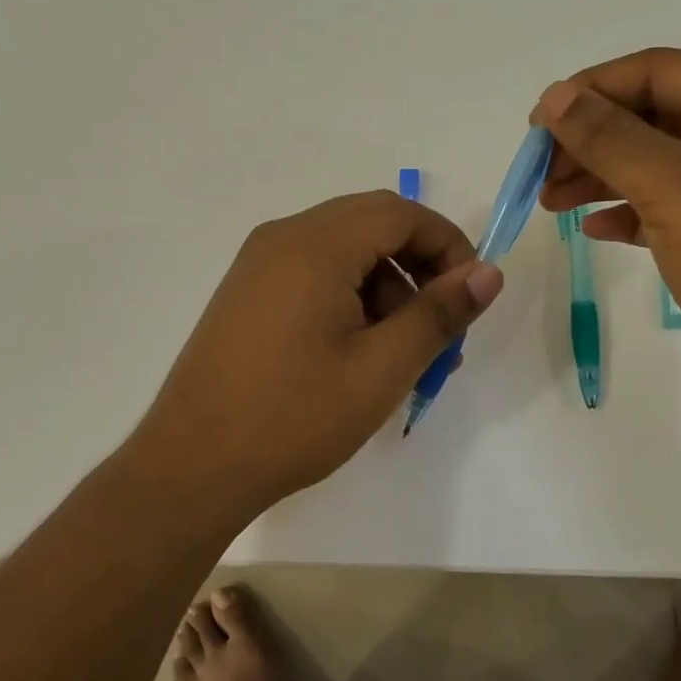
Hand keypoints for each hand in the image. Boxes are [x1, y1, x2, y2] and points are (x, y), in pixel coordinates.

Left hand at [122, 191, 504, 516]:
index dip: (448, 245)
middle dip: (419, 265)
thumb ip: (438, 314)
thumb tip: (488, 273)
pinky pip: (313, 272)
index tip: (470, 296)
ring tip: (405, 351)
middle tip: (442, 325)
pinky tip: (359, 351)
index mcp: (315, 245)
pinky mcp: (247, 293)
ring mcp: (258, 265)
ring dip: (386, 285)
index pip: (400, 214)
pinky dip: (350, 296)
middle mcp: (283, 238)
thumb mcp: (381, 368)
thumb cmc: (294, 417)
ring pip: (343, 250)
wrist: (192, 466)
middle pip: (371, 224)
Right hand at [535, 48, 680, 438]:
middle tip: (539, 173)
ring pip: (656, 167)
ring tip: (549, 203)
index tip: (538, 124)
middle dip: (591, 139)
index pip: (656, 71)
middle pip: (652, 118)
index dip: (592, 89)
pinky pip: (668, 211)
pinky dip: (628, 215)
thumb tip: (554, 95)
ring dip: (600, 178)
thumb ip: (609, 137)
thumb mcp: (674, 186)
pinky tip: (594, 231)